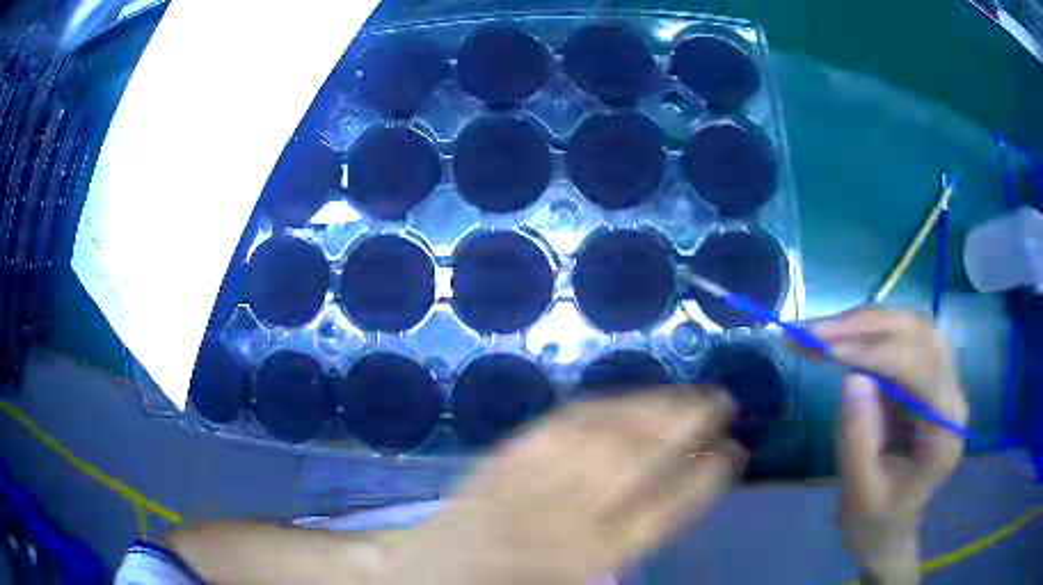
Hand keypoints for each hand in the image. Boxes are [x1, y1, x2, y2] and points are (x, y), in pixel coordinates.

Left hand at [378, 389, 744, 583]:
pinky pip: (553, 428)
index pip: (661, 513)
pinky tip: (622, 399)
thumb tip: (661, 513)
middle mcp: (562, 516)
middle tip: (724, 402)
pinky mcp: (499, 464)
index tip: (732, 456)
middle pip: (635, 461)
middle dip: (685, 428)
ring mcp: (526, 482)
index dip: (701, 481)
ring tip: (686, 392)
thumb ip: (615, 562)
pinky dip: (595, 409)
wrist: (418, 581)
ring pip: (599, 435)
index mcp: (585, 560)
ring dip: (648, 408)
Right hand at [813, 309, 967, 582]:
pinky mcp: (923, 378)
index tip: (826, 347)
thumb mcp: (860, 493)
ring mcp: (940, 381)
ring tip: (818, 332)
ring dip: (864, 323)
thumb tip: (851, 376)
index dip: (876, 350)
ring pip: (910, 326)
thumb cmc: (876, 522)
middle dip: (866, 325)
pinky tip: (837, 339)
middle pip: (920, 333)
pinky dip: (866, 333)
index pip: (920, 367)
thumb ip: (858, 438)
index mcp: (945, 429)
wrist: (890, 531)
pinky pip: (900, 339)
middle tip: (814, 330)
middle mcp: (952, 394)